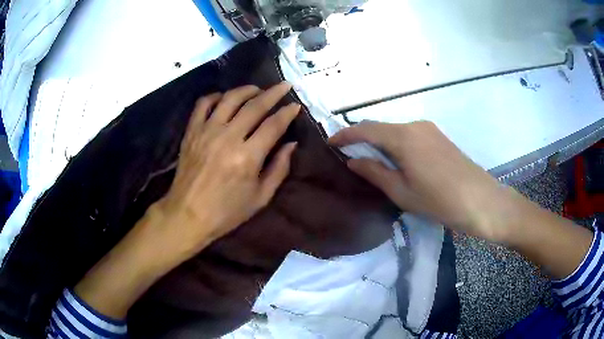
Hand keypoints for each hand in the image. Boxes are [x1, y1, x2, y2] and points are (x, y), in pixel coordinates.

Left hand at [156, 83, 299, 255]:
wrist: (187, 215)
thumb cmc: (226, 212)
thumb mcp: (260, 197)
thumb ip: (279, 169)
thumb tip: (291, 144)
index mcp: (247, 157)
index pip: (273, 125)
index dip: (287, 113)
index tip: (295, 105)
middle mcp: (227, 137)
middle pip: (254, 106)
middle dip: (273, 93)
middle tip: (284, 85)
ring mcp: (207, 131)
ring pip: (230, 99)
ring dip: (247, 90)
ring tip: (257, 89)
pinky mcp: (191, 131)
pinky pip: (203, 104)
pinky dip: (215, 96)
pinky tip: (225, 98)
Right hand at [329, 120, 513, 241]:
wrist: (480, 200)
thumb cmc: (439, 201)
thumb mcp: (401, 192)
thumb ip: (374, 172)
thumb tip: (353, 161)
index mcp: (403, 137)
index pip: (366, 129)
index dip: (345, 135)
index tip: (330, 143)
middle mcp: (415, 126)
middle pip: (381, 127)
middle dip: (362, 138)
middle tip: (349, 155)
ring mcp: (429, 129)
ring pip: (396, 130)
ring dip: (380, 142)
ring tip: (372, 160)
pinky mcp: (439, 136)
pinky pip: (409, 135)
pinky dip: (396, 144)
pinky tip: (397, 160)